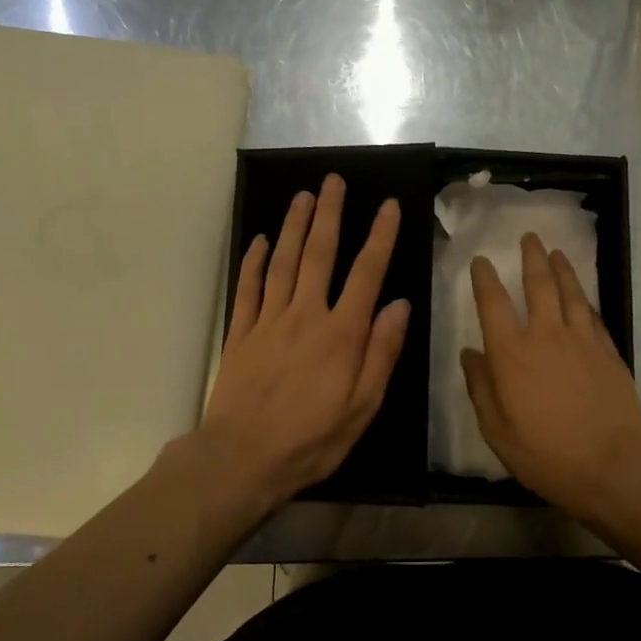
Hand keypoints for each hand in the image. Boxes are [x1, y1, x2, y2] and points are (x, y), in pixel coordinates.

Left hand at [199, 176, 409, 517]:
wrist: (241, 459)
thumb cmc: (311, 439)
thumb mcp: (363, 406)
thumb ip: (382, 353)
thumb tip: (400, 306)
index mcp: (341, 334)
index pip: (366, 274)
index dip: (379, 237)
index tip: (388, 206)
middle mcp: (305, 316)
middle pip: (318, 254)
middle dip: (329, 215)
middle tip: (332, 181)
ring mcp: (268, 321)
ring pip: (282, 262)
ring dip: (293, 226)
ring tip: (302, 196)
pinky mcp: (241, 334)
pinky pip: (248, 288)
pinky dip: (252, 261)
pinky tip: (258, 241)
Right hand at [460, 232, 640, 526]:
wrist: (612, 463)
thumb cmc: (546, 454)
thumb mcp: (497, 430)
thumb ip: (481, 388)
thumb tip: (470, 354)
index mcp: (512, 355)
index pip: (493, 304)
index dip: (485, 279)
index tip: (482, 261)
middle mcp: (546, 336)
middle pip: (538, 285)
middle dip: (531, 258)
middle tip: (529, 238)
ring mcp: (582, 340)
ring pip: (571, 293)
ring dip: (562, 269)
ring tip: (557, 252)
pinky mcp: (608, 351)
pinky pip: (593, 315)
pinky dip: (584, 299)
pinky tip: (582, 296)